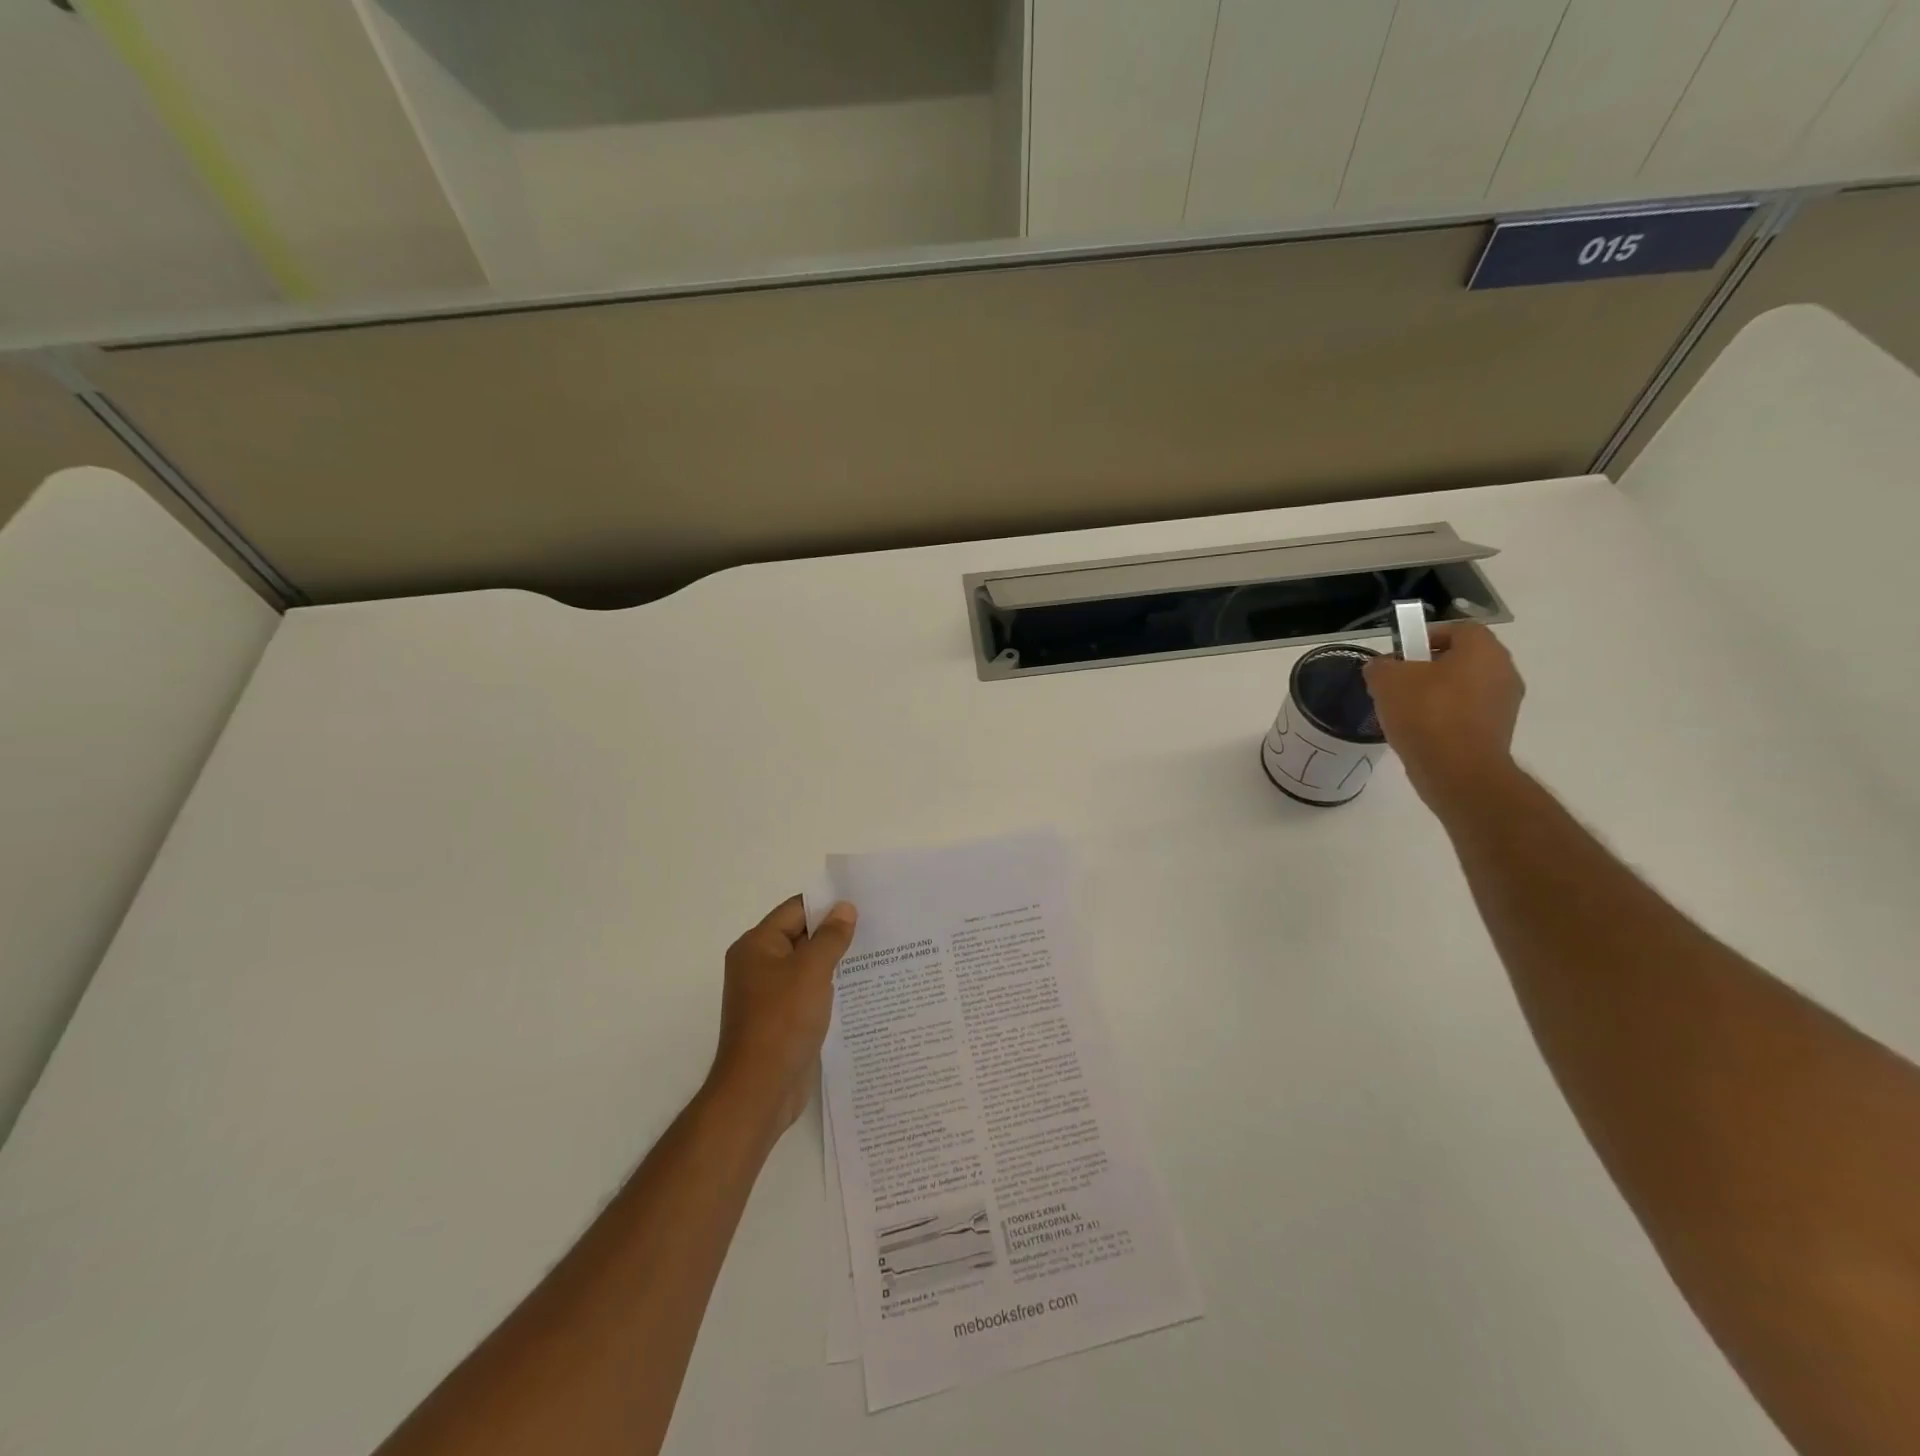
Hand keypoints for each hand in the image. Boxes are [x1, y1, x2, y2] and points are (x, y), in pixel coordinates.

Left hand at [707, 896, 857, 1135]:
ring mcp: (769, 994)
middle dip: (835, 932)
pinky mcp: (782, 1018)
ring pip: (807, 965)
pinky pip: (809, 991)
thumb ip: (830, 937)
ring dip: (835, 961)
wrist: (760, 1090)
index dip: (827, 905)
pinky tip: (859, 988)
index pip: (795, 910)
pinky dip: (830, 986)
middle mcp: (759, 965)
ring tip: (875, 954)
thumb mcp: (811, 971)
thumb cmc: (782, 1021)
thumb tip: (845, 908)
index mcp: (757, 945)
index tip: (863, 903)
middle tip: (876, 926)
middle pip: (801, 936)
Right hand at [1363, 622, 1524, 815]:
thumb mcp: (1387, 682)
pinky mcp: (1499, 731)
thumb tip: (1381, 667)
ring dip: (1438, 693)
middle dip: (1430, 666)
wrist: (1458, 771)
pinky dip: (1446, 716)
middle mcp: (1503, 670)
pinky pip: (1468, 713)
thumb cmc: (1426, 714)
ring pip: (1465, 687)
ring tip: (1405, 710)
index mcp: (1482, 650)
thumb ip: (1380, 666)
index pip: (1459, 628)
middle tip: (1399, 681)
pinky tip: (1421, 731)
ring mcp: (1505, 703)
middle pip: (1463, 658)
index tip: (1402, 653)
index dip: (1427, 635)